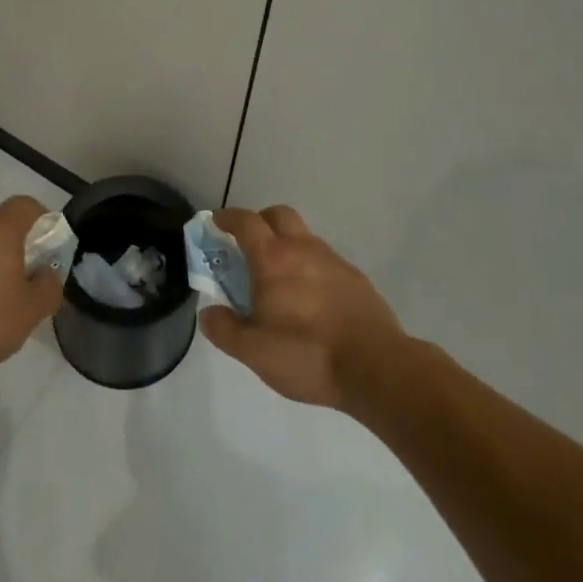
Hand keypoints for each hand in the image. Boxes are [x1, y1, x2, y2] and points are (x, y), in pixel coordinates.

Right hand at [198, 205, 402, 410]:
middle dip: (260, 221)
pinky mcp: (355, 278)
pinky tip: (310, 298)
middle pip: (278, 215)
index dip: (227, 218)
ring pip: (304, 236)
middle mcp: (302, 248)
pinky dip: (310, 266)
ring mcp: (333, 261)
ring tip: (279, 278)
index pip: (245, 222)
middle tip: (248, 245)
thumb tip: (208, 313)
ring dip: (287, 244)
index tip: (216, 223)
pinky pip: (324, 259)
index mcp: (272, 259)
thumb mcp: (253, 351)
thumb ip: (225, 329)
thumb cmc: (306, 354)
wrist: (374, 367)